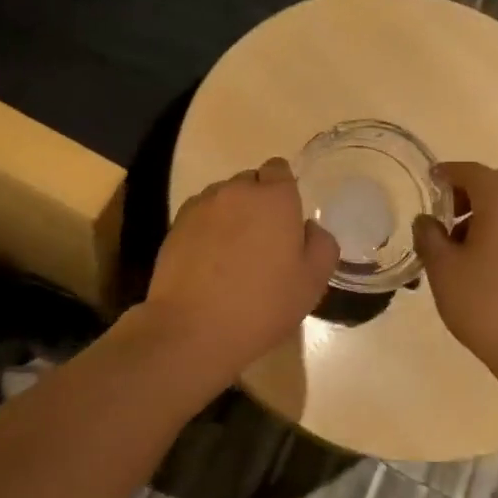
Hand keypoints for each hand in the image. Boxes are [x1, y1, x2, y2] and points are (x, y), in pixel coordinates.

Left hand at [143, 158, 338, 382]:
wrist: (193, 328)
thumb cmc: (262, 305)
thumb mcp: (312, 282)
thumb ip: (321, 244)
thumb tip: (308, 228)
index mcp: (274, 198)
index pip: (279, 169)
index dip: (284, 190)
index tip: (286, 220)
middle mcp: (236, 191)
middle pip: (250, 182)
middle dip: (258, 202)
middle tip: (263, 242)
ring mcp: (201, 206)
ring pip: (223, 198)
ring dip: (231, 214)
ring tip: (232, 254)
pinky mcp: (176, 225)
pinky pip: (200, 216)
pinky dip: (207, 229)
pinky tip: (209, 262)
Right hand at [411, 161, 497, 388]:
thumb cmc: (485, 303)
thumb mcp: (442, 268)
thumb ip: (429, 236)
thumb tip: (426, 221)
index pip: (472, 172)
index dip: (447, 173)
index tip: (429, 181)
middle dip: (470, 189)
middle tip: (445, 212)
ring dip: (487, 209)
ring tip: (459, 240)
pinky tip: (484, 257)